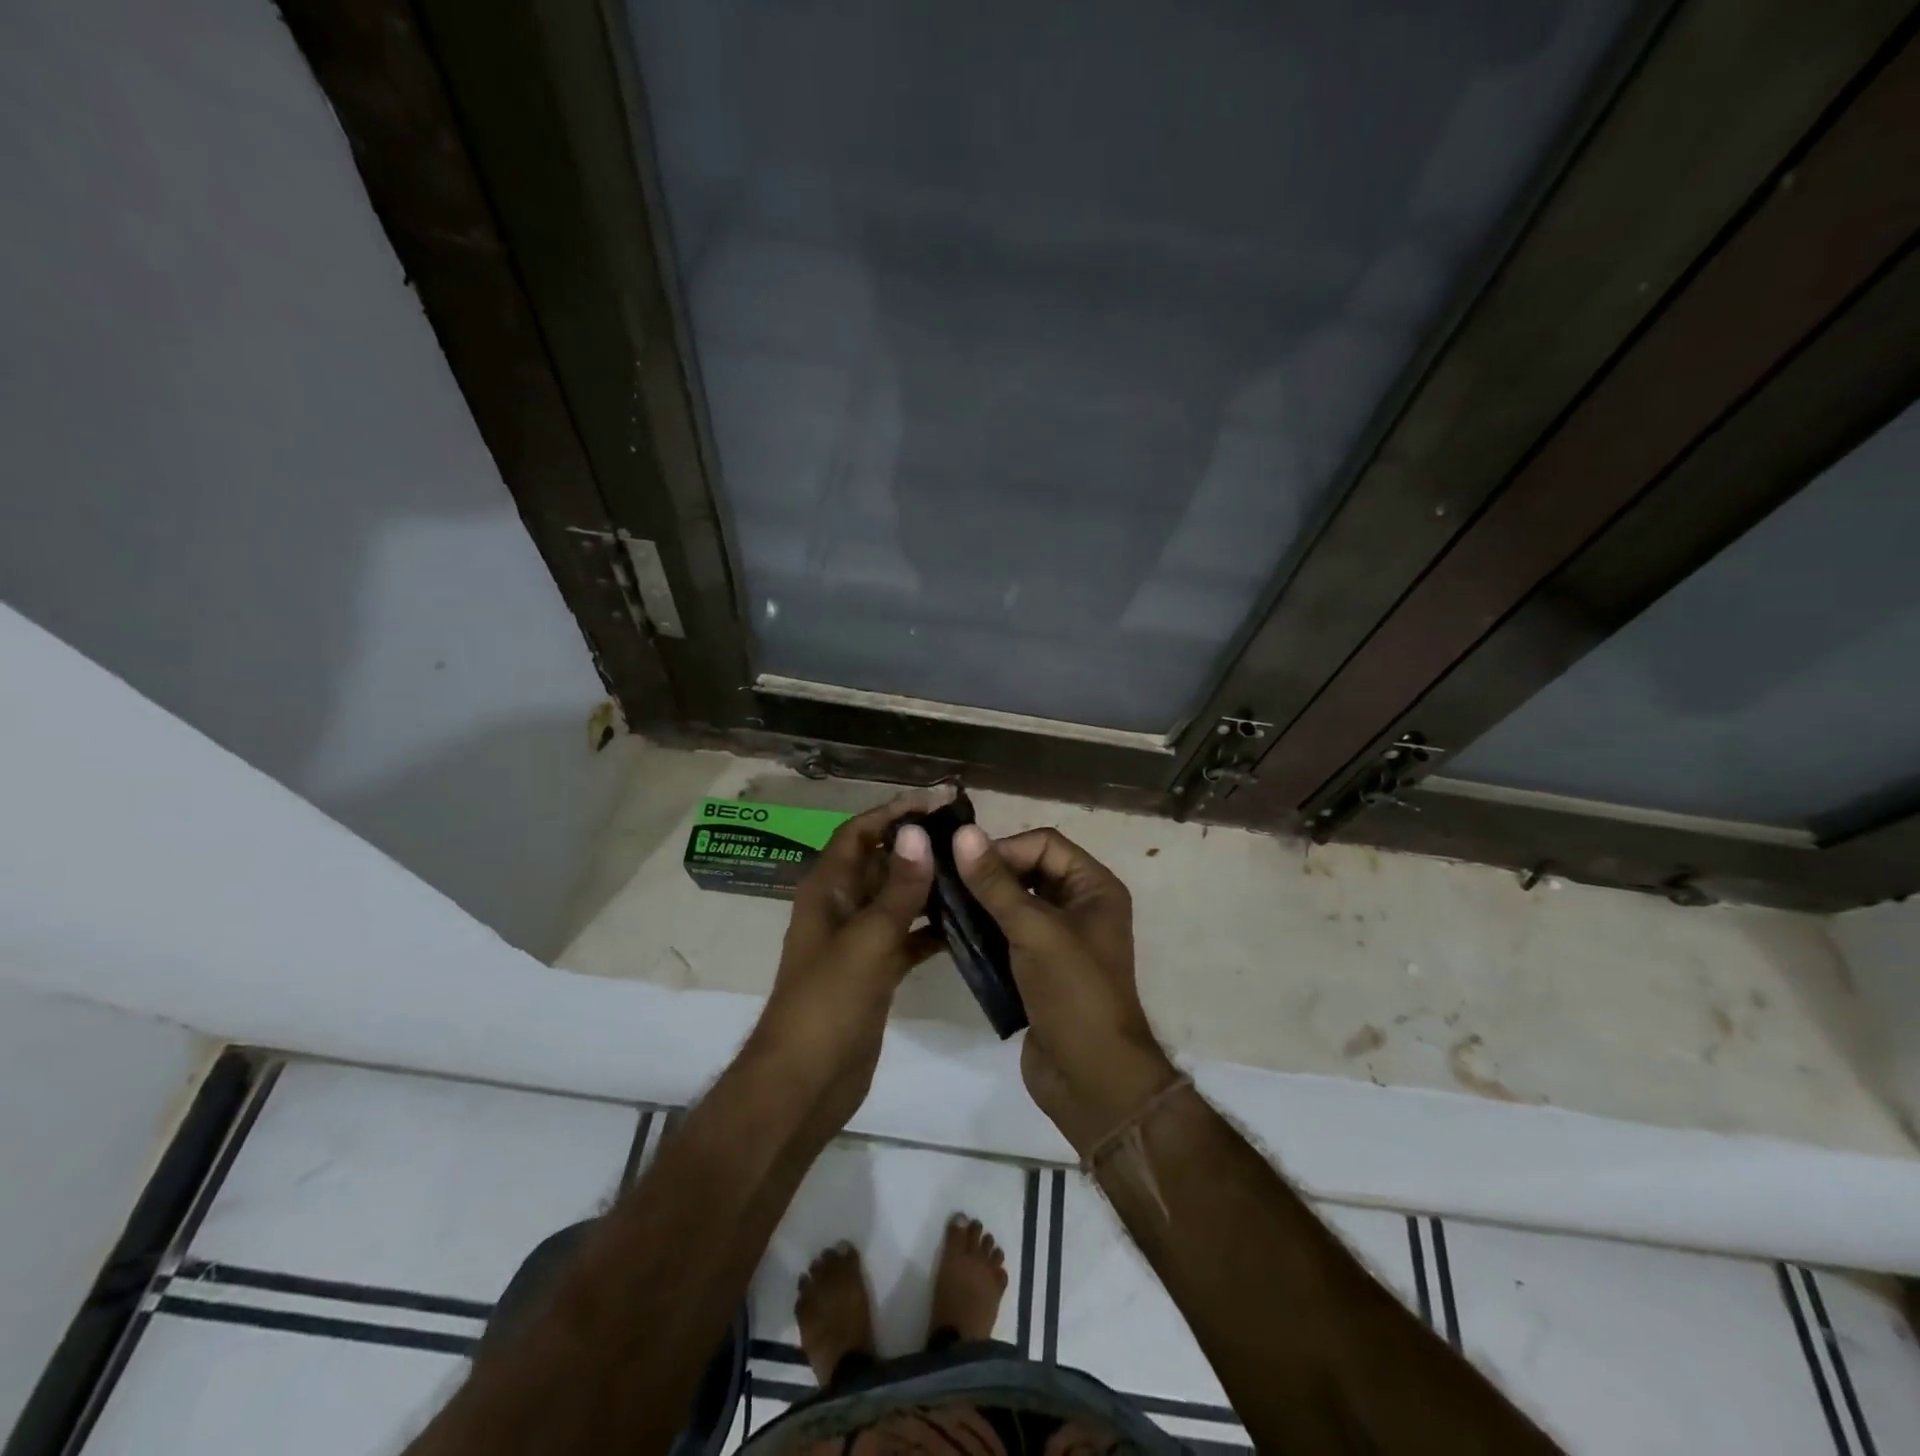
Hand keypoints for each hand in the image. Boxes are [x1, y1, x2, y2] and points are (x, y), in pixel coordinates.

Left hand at [748, 788, 949, 1131]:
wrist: (805, 1083)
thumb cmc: (828, 1004)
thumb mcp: (867, 940)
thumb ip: (897, 889)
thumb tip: (918, 833)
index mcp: (827, 889)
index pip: (860, 832)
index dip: (895, 812)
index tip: (939, 801)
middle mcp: (841, 906)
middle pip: (881, 861)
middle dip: (918, 846)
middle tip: (968, 836)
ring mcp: (858, 941)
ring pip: (896, 899)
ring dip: (928, 885)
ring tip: (974, 872)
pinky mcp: (875, 972)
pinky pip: (906, 936)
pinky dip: (931, 928)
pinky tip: (967, 923)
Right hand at [953, 825, 1179, 1153]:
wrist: (1092, 1079)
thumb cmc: (1073, 993)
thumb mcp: (1034, 931)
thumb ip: (995, 883)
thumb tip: (963, 833)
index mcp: (1094, 887)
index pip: (1044, 843)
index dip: (1005, 848)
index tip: (965, 867)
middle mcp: (1080, 906)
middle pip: (1028, 870)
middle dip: (989, 875)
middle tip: (945, 884)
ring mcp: (1059, 940)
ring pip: (1013, 904)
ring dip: (981, 904)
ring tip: (941, 907)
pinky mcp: (1039, 969)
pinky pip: (1007, 935)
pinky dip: (983, 932)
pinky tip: (952, 935)